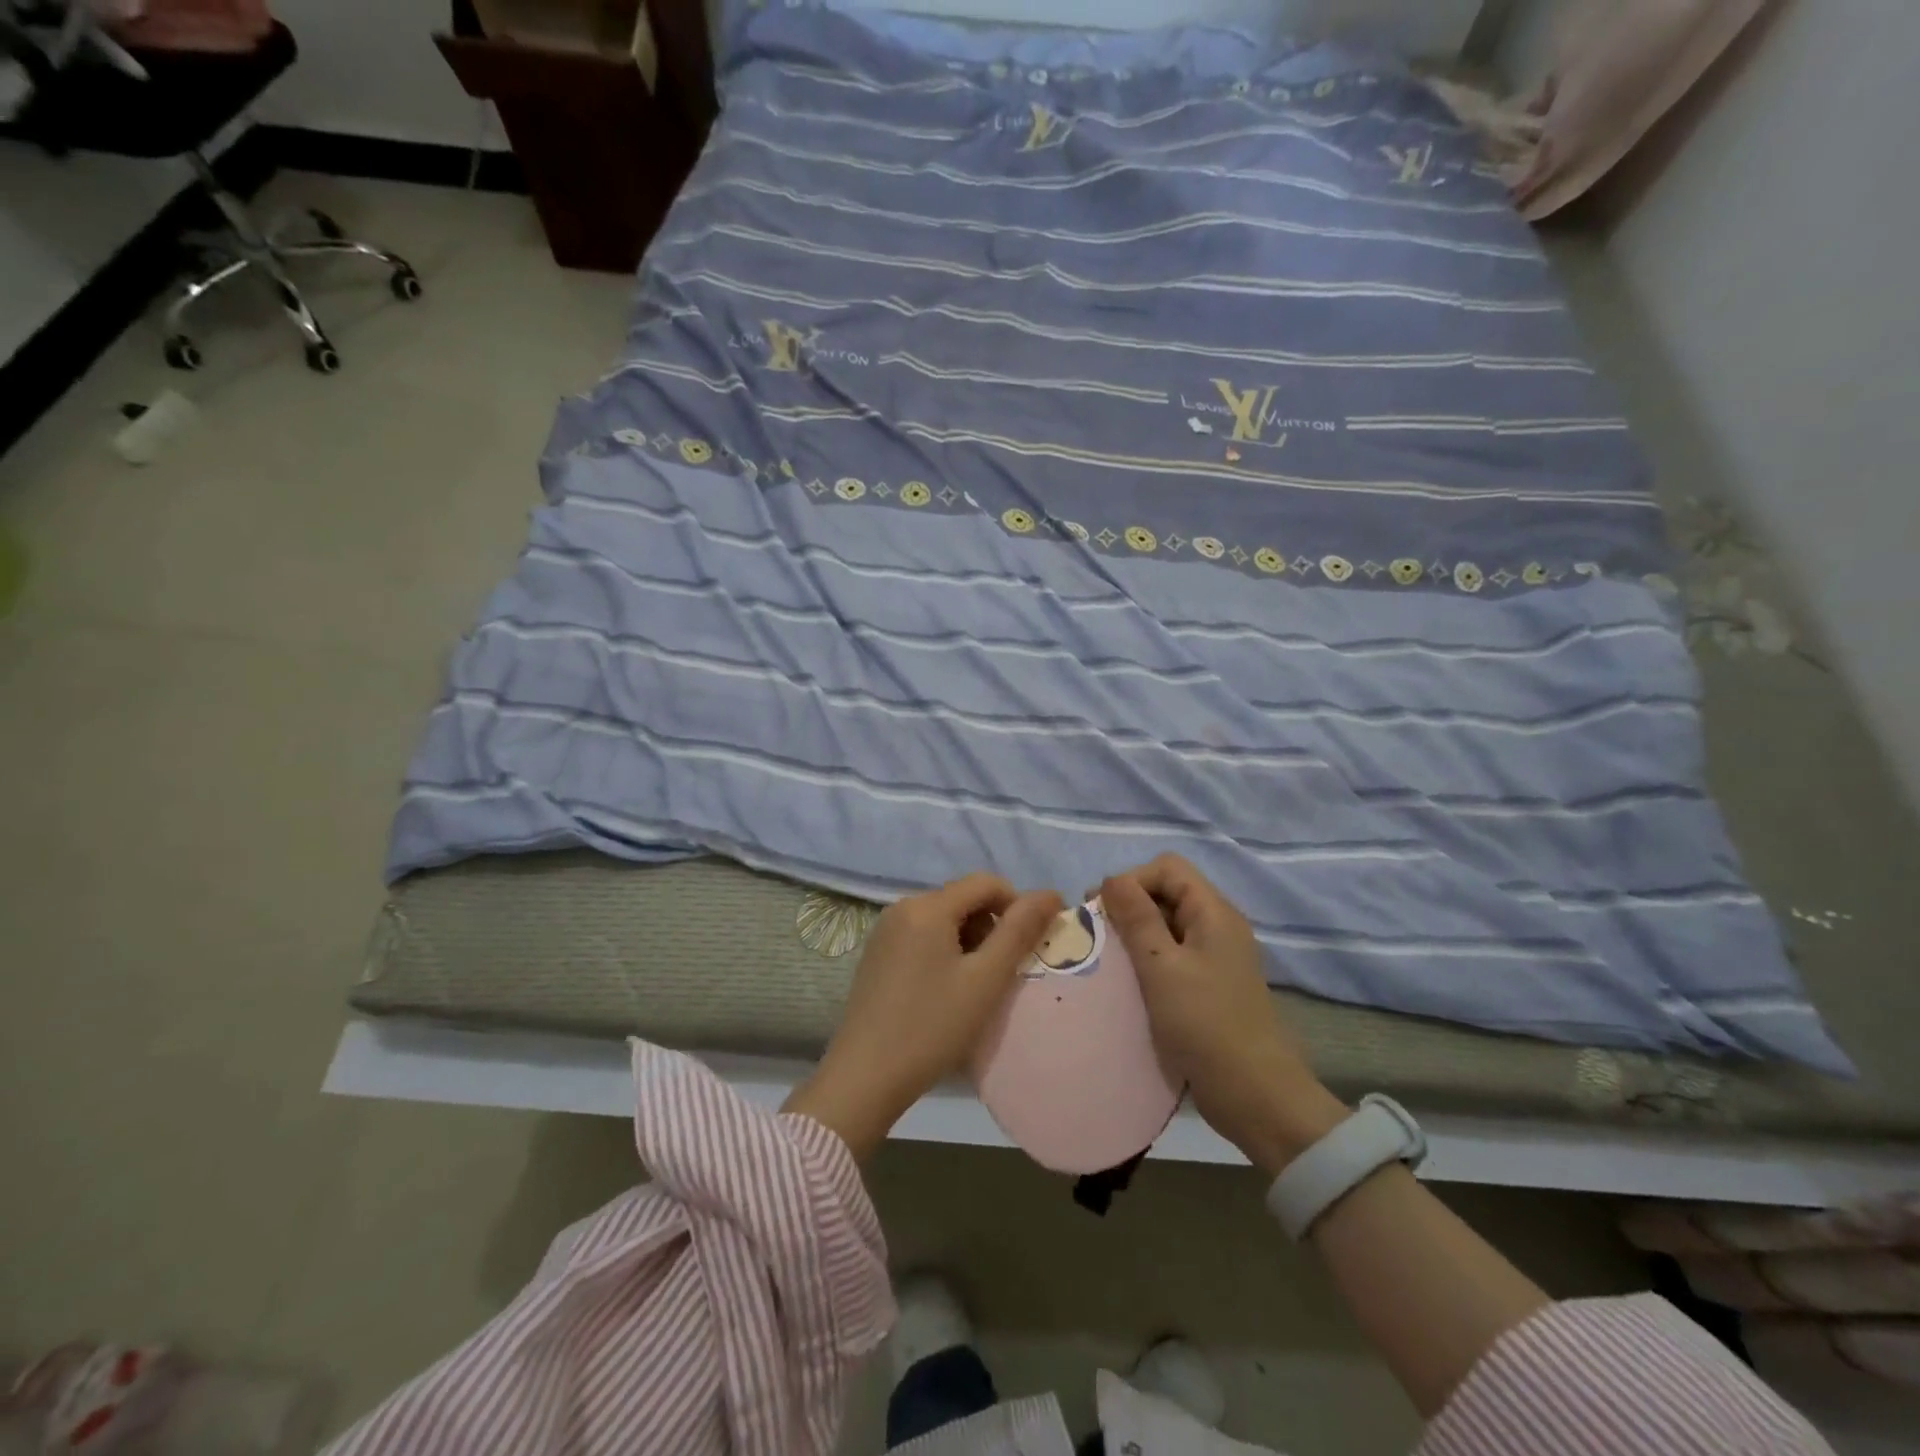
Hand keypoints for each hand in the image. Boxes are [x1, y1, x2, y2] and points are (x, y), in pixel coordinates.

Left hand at [785, 874, 1062, 1158]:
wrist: (864, 1077)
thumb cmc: (932, 1026)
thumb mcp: (985, 979)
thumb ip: (1019, 931)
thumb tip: (1050, 893)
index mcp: (928, 906)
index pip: (987, 883)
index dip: (1017, 906)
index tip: (1029, 946)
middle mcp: (903, 906)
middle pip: (963, 898)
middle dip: (991, 926)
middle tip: (1001, 973)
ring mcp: (885, 930)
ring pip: (944, 918)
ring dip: (970, 941)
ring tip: (975, 986)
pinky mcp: (877, 953)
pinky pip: (922, 935)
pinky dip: (945, 951)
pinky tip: (946, 991)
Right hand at [1101, 855, 1347, 1175]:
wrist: (1255, 1096)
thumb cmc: (1205, 1024)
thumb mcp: (1162, 967)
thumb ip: (1137, 918)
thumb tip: (1113, 878)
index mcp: (1214, 912)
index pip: (1167, 868)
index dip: (1132, 880)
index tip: (1102, 911)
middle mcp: (1217, 926)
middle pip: (1167, 893)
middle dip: (1128, 906)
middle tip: (1096, 934)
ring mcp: (1214, 958)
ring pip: (1166, 926)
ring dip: (1134, 935)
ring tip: (1105, 959)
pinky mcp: (1208, 986)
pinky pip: (1171, 956)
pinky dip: (1146, 960)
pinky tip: (1125, 982)